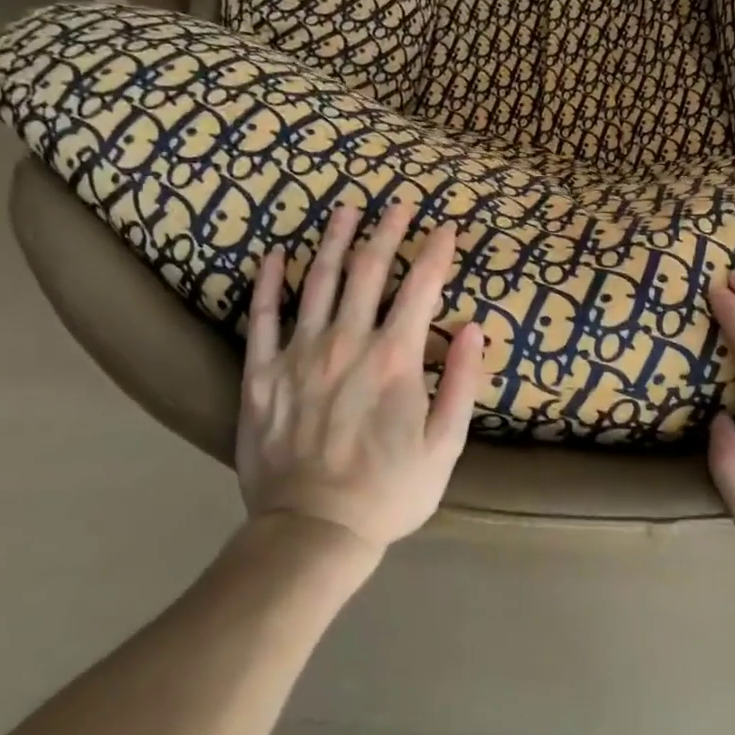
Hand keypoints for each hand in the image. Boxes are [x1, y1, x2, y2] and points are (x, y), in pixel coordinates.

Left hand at [235, 202, 485, 551]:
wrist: (312, 532)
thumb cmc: (389, 491)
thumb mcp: (445, 446)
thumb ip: (462, 383)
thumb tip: (473, 328)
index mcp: (395, 359)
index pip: (421, 287)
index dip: (437, 251)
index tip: (447, 227)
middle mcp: (347, 343)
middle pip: (369, 270)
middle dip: (389, 231)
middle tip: (399, 202)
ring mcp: (299, 355)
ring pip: (318, 281)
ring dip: (335, 240)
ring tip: (346, 208)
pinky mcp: (261, 374)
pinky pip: (264, 318)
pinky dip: (271, 283)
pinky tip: (275, 255)